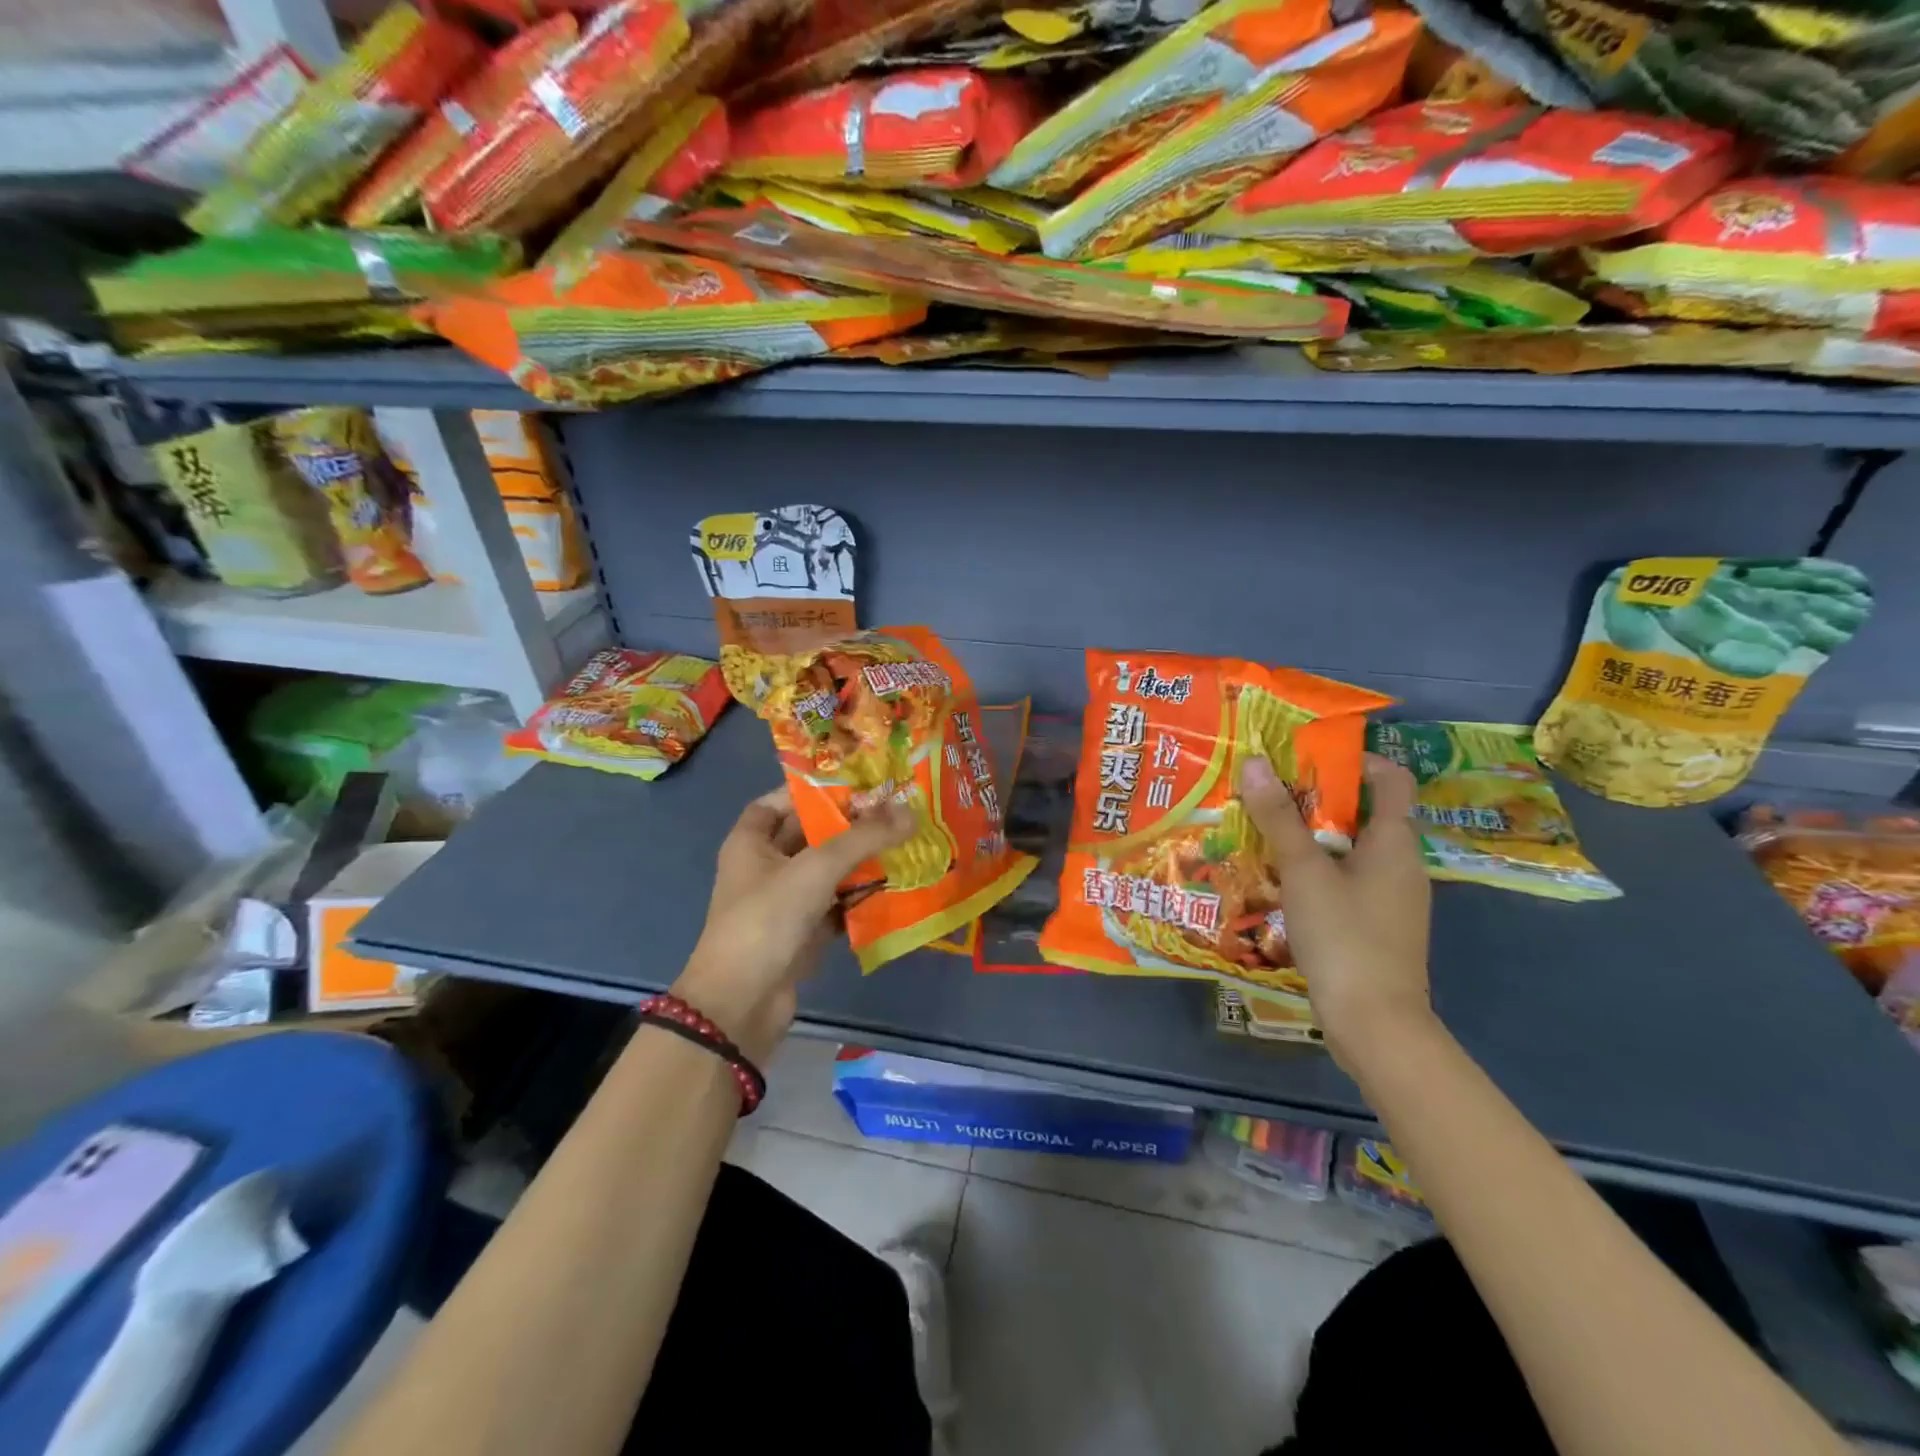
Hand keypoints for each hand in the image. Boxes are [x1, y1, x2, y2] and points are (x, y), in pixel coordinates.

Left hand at [673, 788, 913, 1063]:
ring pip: (828, 870)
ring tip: (906, 842)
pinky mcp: (802, 931)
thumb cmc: (767, 921)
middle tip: (897, 810)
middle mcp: (765, 866)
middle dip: (851, 824)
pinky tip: (895, 886)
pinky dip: (860, 896)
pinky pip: (836, 903)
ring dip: (861, 861)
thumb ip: (863, 839)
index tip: (859, 783)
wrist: (740, 1005)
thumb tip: (911, 812)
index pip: (782, 800)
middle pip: (811, 834)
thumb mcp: (815, 870)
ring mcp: (784, 901)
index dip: (815, 789)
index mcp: (751, 841)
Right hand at [1238, 753, 1432, 1073]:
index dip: (1357, 760)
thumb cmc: (1345, 935)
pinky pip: (1348, 881)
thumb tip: (1256, 762)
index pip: (1392, 780)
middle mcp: (1402, 864)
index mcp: (1395, 842)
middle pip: (1365, 813)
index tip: (1309, 758)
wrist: (1375, 1023)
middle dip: (1318, 799)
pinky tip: (1282, 882)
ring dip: (1313, 837)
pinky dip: (1319, 871)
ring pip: (1353, 850)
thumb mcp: (1304, 871)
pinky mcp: (1377, 926)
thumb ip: (1278, 817)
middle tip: (1271, 794)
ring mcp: (1392, 899)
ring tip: (1266, 834)